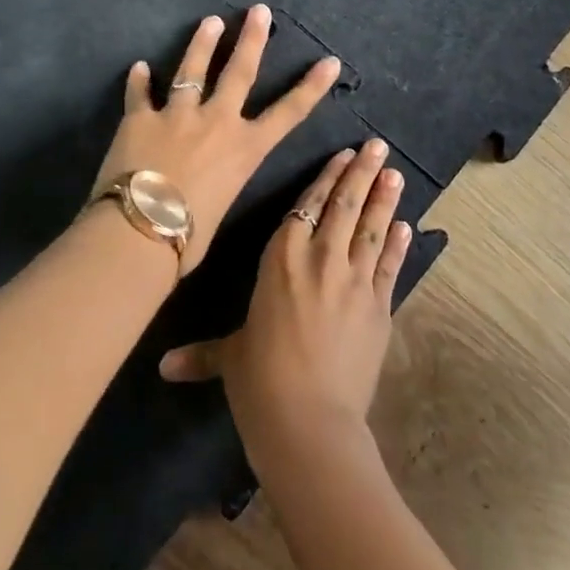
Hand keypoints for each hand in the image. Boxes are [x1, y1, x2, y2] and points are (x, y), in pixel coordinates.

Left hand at [91, 6, 340, 269]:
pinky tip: (138, 67)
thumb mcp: (220, 209)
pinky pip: (139, 95)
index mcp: (244, 148)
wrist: (142, 228)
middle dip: (251, 39)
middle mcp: (216, 121)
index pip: (288, 113)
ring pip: (192, 70)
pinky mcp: (140, 118)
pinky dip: (138, 81)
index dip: (311, 86)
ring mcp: (177, 114)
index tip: (329, 61)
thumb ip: (216, 186)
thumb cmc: (189, 237)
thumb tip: (201, 188)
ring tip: (209, 21)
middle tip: (258, 11)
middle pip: (238, 72)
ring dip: (201, 44)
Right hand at [159, 141, 411, 476]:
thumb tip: (162, 367)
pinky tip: (407, 227)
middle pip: (344, 206)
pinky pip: (389, 267)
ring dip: (384, 199)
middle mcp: (321, 259)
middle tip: (379, 147)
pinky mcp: (379, 308)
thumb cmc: (260, 382)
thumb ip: (201, 354)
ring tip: (396, 173)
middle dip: (362, 173)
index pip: (307, 206)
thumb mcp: (230, 359)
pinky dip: (398, 245)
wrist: (309, 423)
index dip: (326, 178)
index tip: (344, 155)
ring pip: (371, 228)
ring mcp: (354, 282)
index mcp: (281, 258)